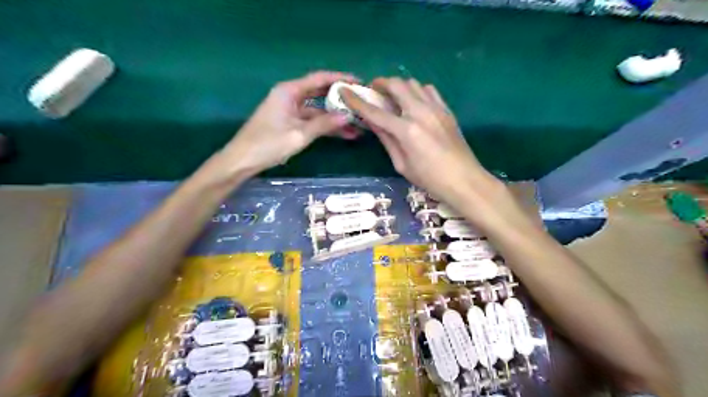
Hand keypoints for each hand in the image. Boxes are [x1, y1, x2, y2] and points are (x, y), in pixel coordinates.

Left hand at [216, 72, 359, 177]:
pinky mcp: (290, 122)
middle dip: (341, 98)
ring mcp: (291, 110)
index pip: (319, 79)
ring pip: (318, 109)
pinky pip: (313, 120)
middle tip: (362, 101)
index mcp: (289, 91)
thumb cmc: (268, 144)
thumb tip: (348, 116)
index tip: (359, 82)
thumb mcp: (299, 134)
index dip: (340, 79)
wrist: (243, 160)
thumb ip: (324, 124)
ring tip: (358, 122)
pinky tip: (344, 133)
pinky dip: (326, 126)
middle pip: (320, 92)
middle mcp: (290, 96)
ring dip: (336, 116)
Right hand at [342, 77, 496, 200]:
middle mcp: (420, 112)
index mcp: (406, 130)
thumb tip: (372, 123)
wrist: (464, 180)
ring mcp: (436, 108)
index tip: (345, 91)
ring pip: (413, 83)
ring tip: (393, 98)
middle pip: (396, 85)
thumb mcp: (402, 164)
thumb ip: (386, 140)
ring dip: (399, 86)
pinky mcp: (446, 110)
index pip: (375, 112)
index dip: (357, 100)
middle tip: (373, 92)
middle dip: (380, 84)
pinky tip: (414, 103)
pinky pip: (429, 90)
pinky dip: (417, 91)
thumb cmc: (430, 179)